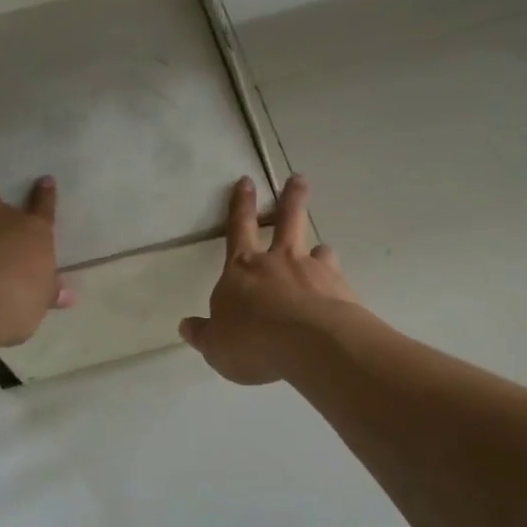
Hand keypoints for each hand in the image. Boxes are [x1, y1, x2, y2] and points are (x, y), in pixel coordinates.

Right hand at [180, 174, 360, 384]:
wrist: (311, 345)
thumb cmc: (253, 343)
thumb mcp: (216, 347)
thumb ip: (204, 334)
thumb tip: (186, 326)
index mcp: (242, 269)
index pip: (238, 229)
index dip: (240, 205)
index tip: (246, 181)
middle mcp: (279, 262)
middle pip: (287, 220)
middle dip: (291, 198)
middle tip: (298, 179)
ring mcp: (313, 272)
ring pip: (319, 249)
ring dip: (319, 249)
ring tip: (322, 251)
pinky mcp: (341, 289)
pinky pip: (338, 279)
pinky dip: (336, 284)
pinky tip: (338, 298)